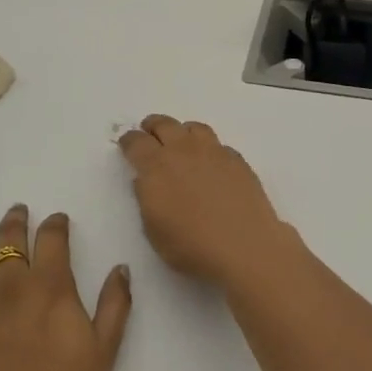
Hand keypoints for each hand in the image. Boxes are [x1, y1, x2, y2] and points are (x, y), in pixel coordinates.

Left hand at [0, 205, 131, 370]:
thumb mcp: (103, 354)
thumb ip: (114, 306)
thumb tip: (120, 268)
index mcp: (50, 289)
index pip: (52, 239)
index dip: (55, 224)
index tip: (58, 220)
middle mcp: (9, 288)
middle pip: (9, 241)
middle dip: (15, 222)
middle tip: (17, 211)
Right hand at [119, 116, 298, 286]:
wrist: (244, 246)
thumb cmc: (191, 246)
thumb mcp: (153, 230)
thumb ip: (146, 199)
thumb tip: (145, 180)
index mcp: (156, 166)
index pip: (136, 142)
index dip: (129, 141)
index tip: (127, 145)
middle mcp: (183, 150)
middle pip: (164, 124)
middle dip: (153, 127)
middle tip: (150, 134)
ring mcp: (213, 152)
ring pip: (194, 128)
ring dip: (182, 132)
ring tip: (182, 144)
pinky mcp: (237, 160)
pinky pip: (218, 144)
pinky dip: (208, 149)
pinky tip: (211, 164)